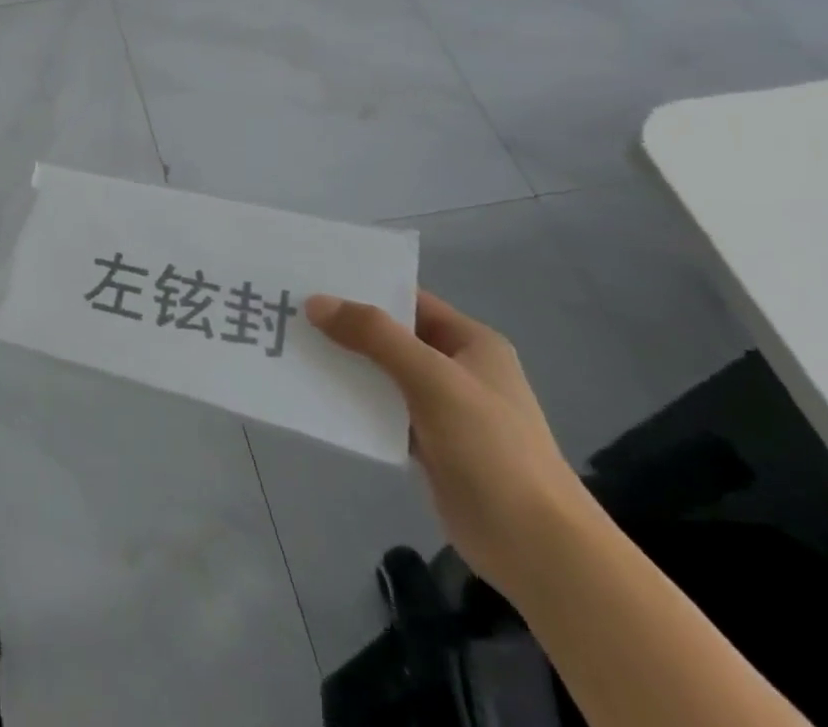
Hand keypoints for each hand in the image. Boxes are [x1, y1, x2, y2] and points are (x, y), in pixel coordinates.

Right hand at [306, 290, 589, 597]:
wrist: (537, 548)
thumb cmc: (492, 448)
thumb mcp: (431, 379)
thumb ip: (374, 335)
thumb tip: (315, 302)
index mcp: (470, 342)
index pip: (408, 300)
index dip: (362, 287)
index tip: (311, 279)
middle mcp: (456, 368)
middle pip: (390, 335)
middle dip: (344, 325)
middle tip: (289, 310)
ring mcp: (443, 408)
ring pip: (381, 372)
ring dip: (344, 363)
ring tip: (291, 346)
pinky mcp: (428, 444)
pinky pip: (381, 409)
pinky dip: (352, 400)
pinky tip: (314, 393)